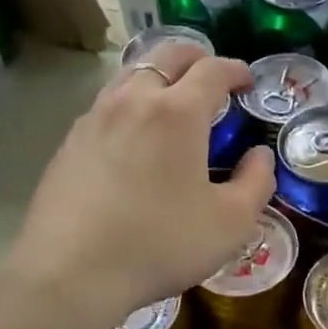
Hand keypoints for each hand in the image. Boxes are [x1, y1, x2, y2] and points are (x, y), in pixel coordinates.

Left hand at [3, 41, 276, 328]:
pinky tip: (133, 136)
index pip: (212, 70)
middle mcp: (133, 100)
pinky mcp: (68, 143)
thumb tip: (259, 156)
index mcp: (177, 112)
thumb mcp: (230, 223)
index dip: (235, 69)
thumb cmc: (161, 244)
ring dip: (158, 75)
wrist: (70, 273)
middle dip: (195, 57)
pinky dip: (130, 103)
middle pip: (165, 55)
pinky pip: (106, 105)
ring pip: (130, 75)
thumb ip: (256, 182)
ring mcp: (94, 118)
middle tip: (211, 76)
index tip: (247, 81)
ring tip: (171, 100)